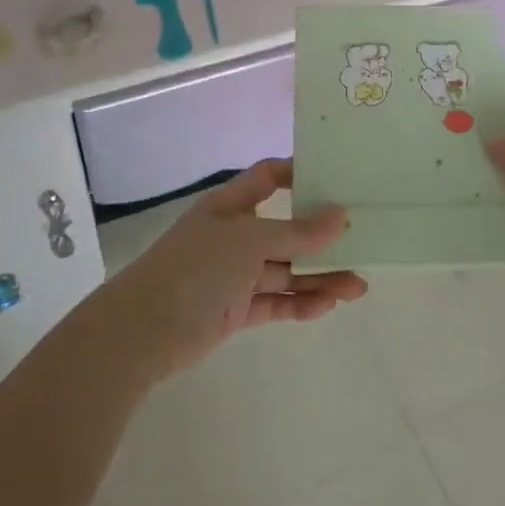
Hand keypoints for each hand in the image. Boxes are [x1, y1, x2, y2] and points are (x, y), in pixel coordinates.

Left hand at [102, 159, 365, 378]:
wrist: (142, 331)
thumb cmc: (197, 267)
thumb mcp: (251, 241)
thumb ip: (298, 231)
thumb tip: (340, 215)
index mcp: (232, 205)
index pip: (269, 177)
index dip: (299, 174)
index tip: (337, 179)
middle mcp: (235, 235)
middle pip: (287, 229)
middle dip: (323, 238)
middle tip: (362, 241)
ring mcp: (235, 274)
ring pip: (287, 270)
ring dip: (321, 277)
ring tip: (358, 288)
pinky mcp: (235, 309)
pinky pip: (276, 301)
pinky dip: (301, 303)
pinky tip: (328, 306)